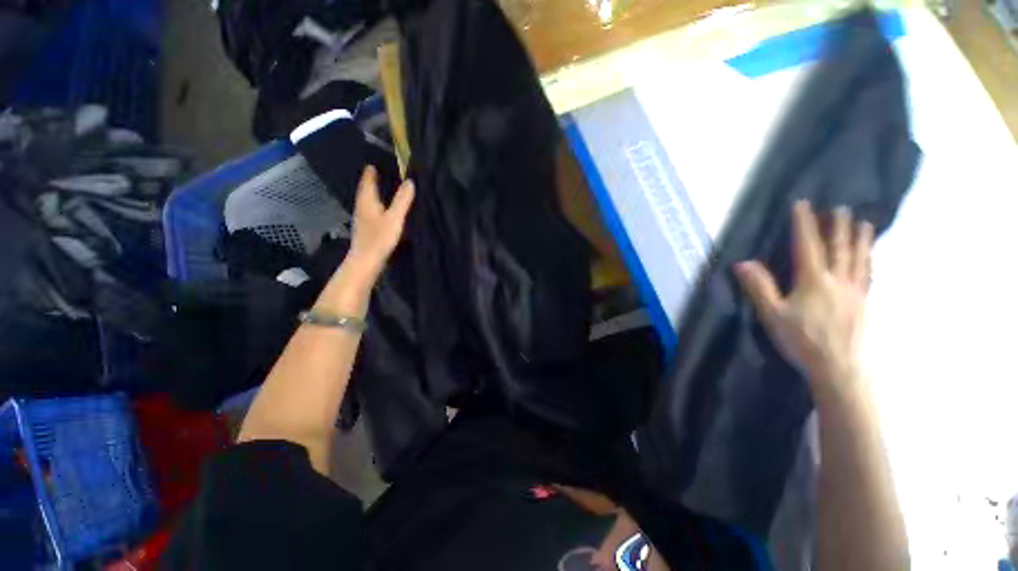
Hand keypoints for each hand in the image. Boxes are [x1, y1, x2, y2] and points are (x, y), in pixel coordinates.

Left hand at [343, 165, 414, 284]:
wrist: (366, 260)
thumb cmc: (380, 238)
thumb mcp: (395, 218)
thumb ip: (402, 200)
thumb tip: (410, 181)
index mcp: (367, 201)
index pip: (368, 181)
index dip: (370, 172)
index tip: (374, 162)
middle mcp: (362, 207)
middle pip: (365, 190)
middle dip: (371, 181)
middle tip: (379, 172)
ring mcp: (362, 219)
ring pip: (367, 201)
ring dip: (373, 193)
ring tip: (382, 188)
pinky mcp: (366, 229)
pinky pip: (371, 210)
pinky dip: (376, 205)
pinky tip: (382, 210)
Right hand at [735, 201, 873, 402]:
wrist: (838, 367)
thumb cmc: (801, 340)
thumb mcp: (772, 314)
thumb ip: (759, 287)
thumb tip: (743, 263)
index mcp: (813, 281)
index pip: (808, 246)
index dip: (805, 224)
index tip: (803, 204)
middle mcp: (838, 280)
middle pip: (839, 248)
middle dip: (838, 227)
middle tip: (841, 208)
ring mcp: (855, 291)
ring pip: (859, 259)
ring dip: (860, 239)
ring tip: (865, 223)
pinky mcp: (863, 303)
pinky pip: (868, 275)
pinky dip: (869, 261)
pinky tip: (870, 257)